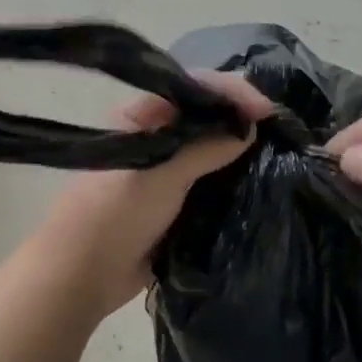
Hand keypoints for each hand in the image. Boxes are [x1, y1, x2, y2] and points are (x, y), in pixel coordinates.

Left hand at [31, 73, 275, 312]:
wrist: (83, 275)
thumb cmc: (114, 214)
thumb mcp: (160, 174)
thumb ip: (205, 148)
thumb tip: (249, 129)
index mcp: (142, 116)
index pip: (193, 86)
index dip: (231, 92)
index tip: (266, 111)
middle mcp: (156, 134)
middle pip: (206, 113)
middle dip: (240, 115)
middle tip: (278, 127)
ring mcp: (166, 167)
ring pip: (212, 146)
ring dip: (240, 147)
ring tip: (277, 149)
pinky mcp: (176, 199)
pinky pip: (211, 179)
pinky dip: (234, 176)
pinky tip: (258, 177)